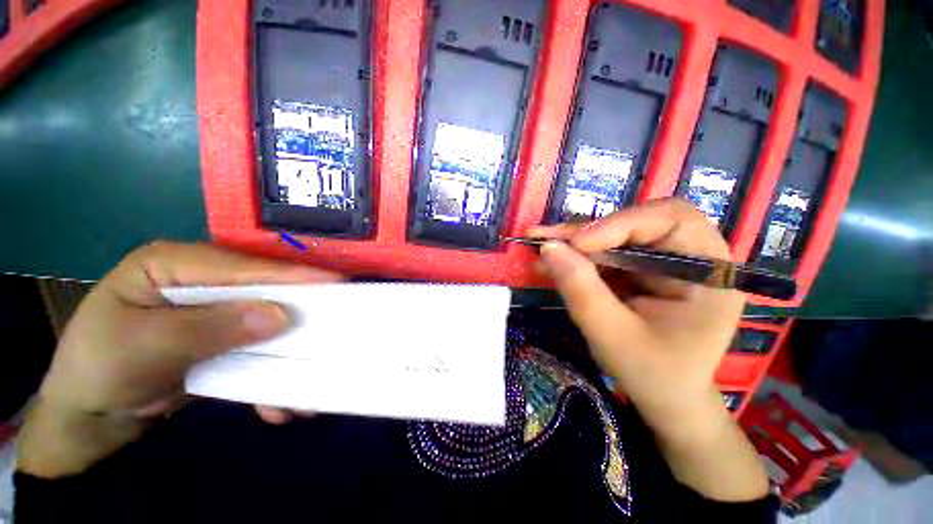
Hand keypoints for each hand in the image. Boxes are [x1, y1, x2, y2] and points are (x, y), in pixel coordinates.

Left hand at [17, 241, 341, 477]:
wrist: (86, 422)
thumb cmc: (96, 370)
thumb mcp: (145, 346)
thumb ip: (212, 327)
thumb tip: (282, 315)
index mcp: (172, 264)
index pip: (241, 266)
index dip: (289, 274)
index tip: (336, 282)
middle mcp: (199, 283)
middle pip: (261, 292)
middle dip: (296, 311)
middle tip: (336, 319)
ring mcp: (214, 314)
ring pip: (264, 323)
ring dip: (287, 350)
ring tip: (313, 372)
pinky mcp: (222, 341)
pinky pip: (256, 350)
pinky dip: (270, 374)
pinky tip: (277, 403)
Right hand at [531, 198, 768, 500]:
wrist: (665, 398)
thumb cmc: (653, 376)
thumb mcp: (614, 337)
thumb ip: (582, 291)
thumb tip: (548, 248)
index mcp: (709, 273)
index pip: (671, 220)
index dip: (620, 224)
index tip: (576, 244)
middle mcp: (690, 257)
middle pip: (637, 222)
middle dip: (587, 231)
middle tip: (544, 238)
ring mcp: (661, 262)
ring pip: (614, 235)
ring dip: (573, 242)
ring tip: (538, 246)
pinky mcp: (639, 270)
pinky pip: (604, 253)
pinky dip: (574, 256)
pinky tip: (550, 262)